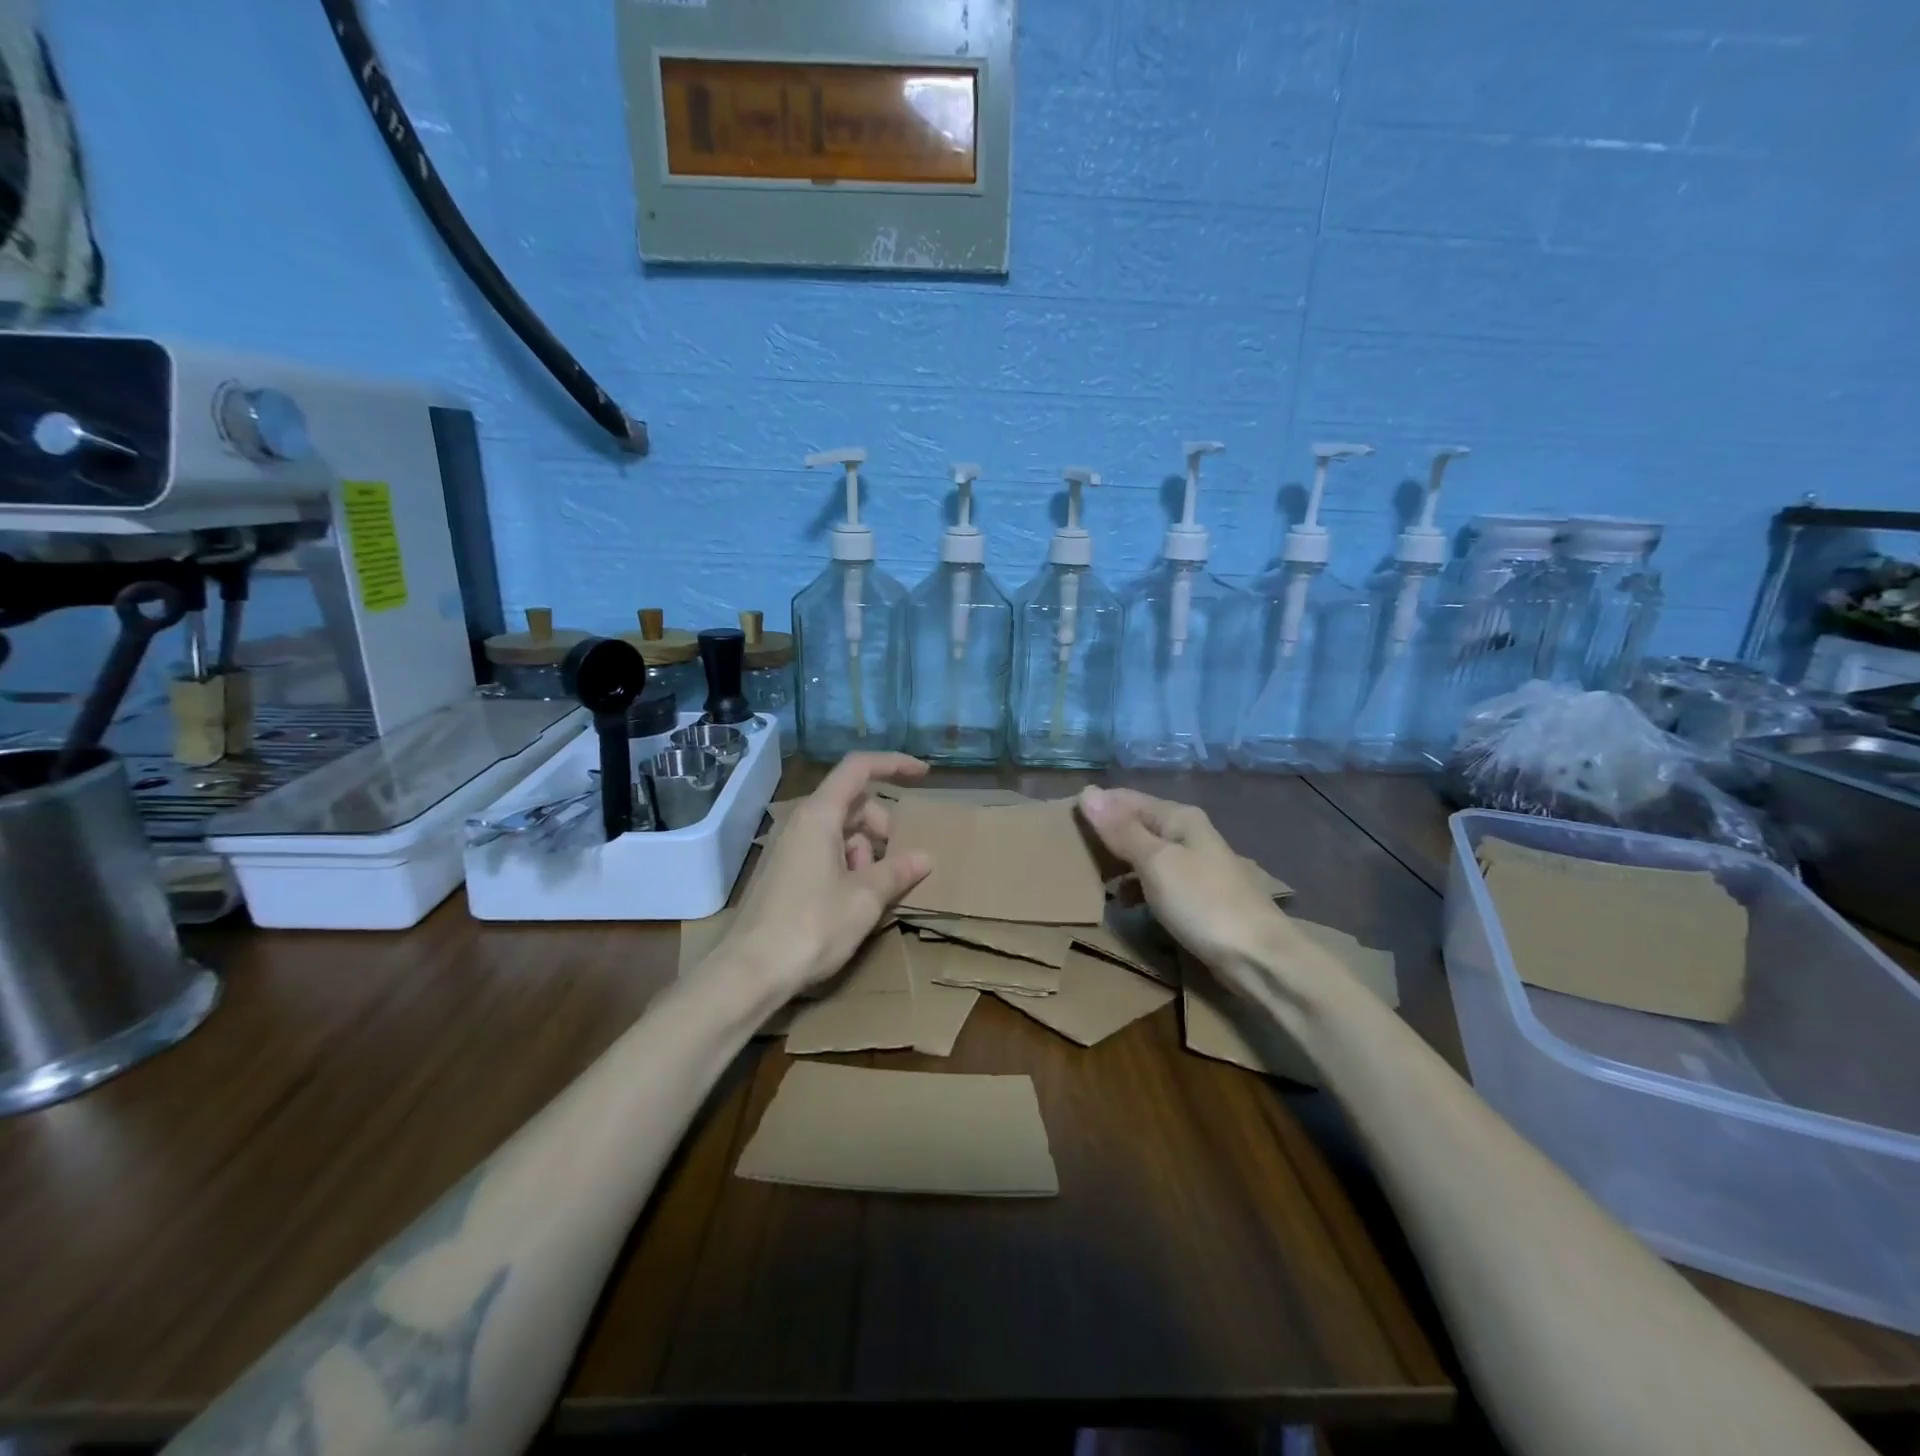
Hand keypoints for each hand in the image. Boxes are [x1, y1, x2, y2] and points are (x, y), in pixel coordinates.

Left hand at [721, 753, 932, 999]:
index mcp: (819, 815)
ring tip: (872, 890)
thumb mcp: (864, 898)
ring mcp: (788, 847)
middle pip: (851, 802)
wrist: (750, 972)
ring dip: (865, 850)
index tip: (924, 775)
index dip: (893, 764)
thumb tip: (925, 857)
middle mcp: (800, 822)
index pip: (859, 768)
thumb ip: (897, 871)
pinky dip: (847, 864)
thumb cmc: (811, 926)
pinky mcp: (783, 872)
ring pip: (839, 829)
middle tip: (896, 860)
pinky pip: (823, 851)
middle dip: (881, 824)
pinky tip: (853, 900)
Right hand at [1076, 786, 1287, 993]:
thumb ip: (1121, 830)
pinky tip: (1120, 903)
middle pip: (1136, 825)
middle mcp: (1187, 834)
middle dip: (1105, 836)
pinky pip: (1154, 881)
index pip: (1126, 799)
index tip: (1062, 821)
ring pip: (1144, 855)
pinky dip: (1134, 888)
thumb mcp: (1155, 863)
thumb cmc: (1202, 902)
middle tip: (1068, 851)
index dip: (1096, 807)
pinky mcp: (1196, 896)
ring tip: (1087, 877)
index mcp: (1179, 818)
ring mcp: (1194, 866)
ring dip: (1117, 863)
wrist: (1259, 958)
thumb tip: (1088, 792)